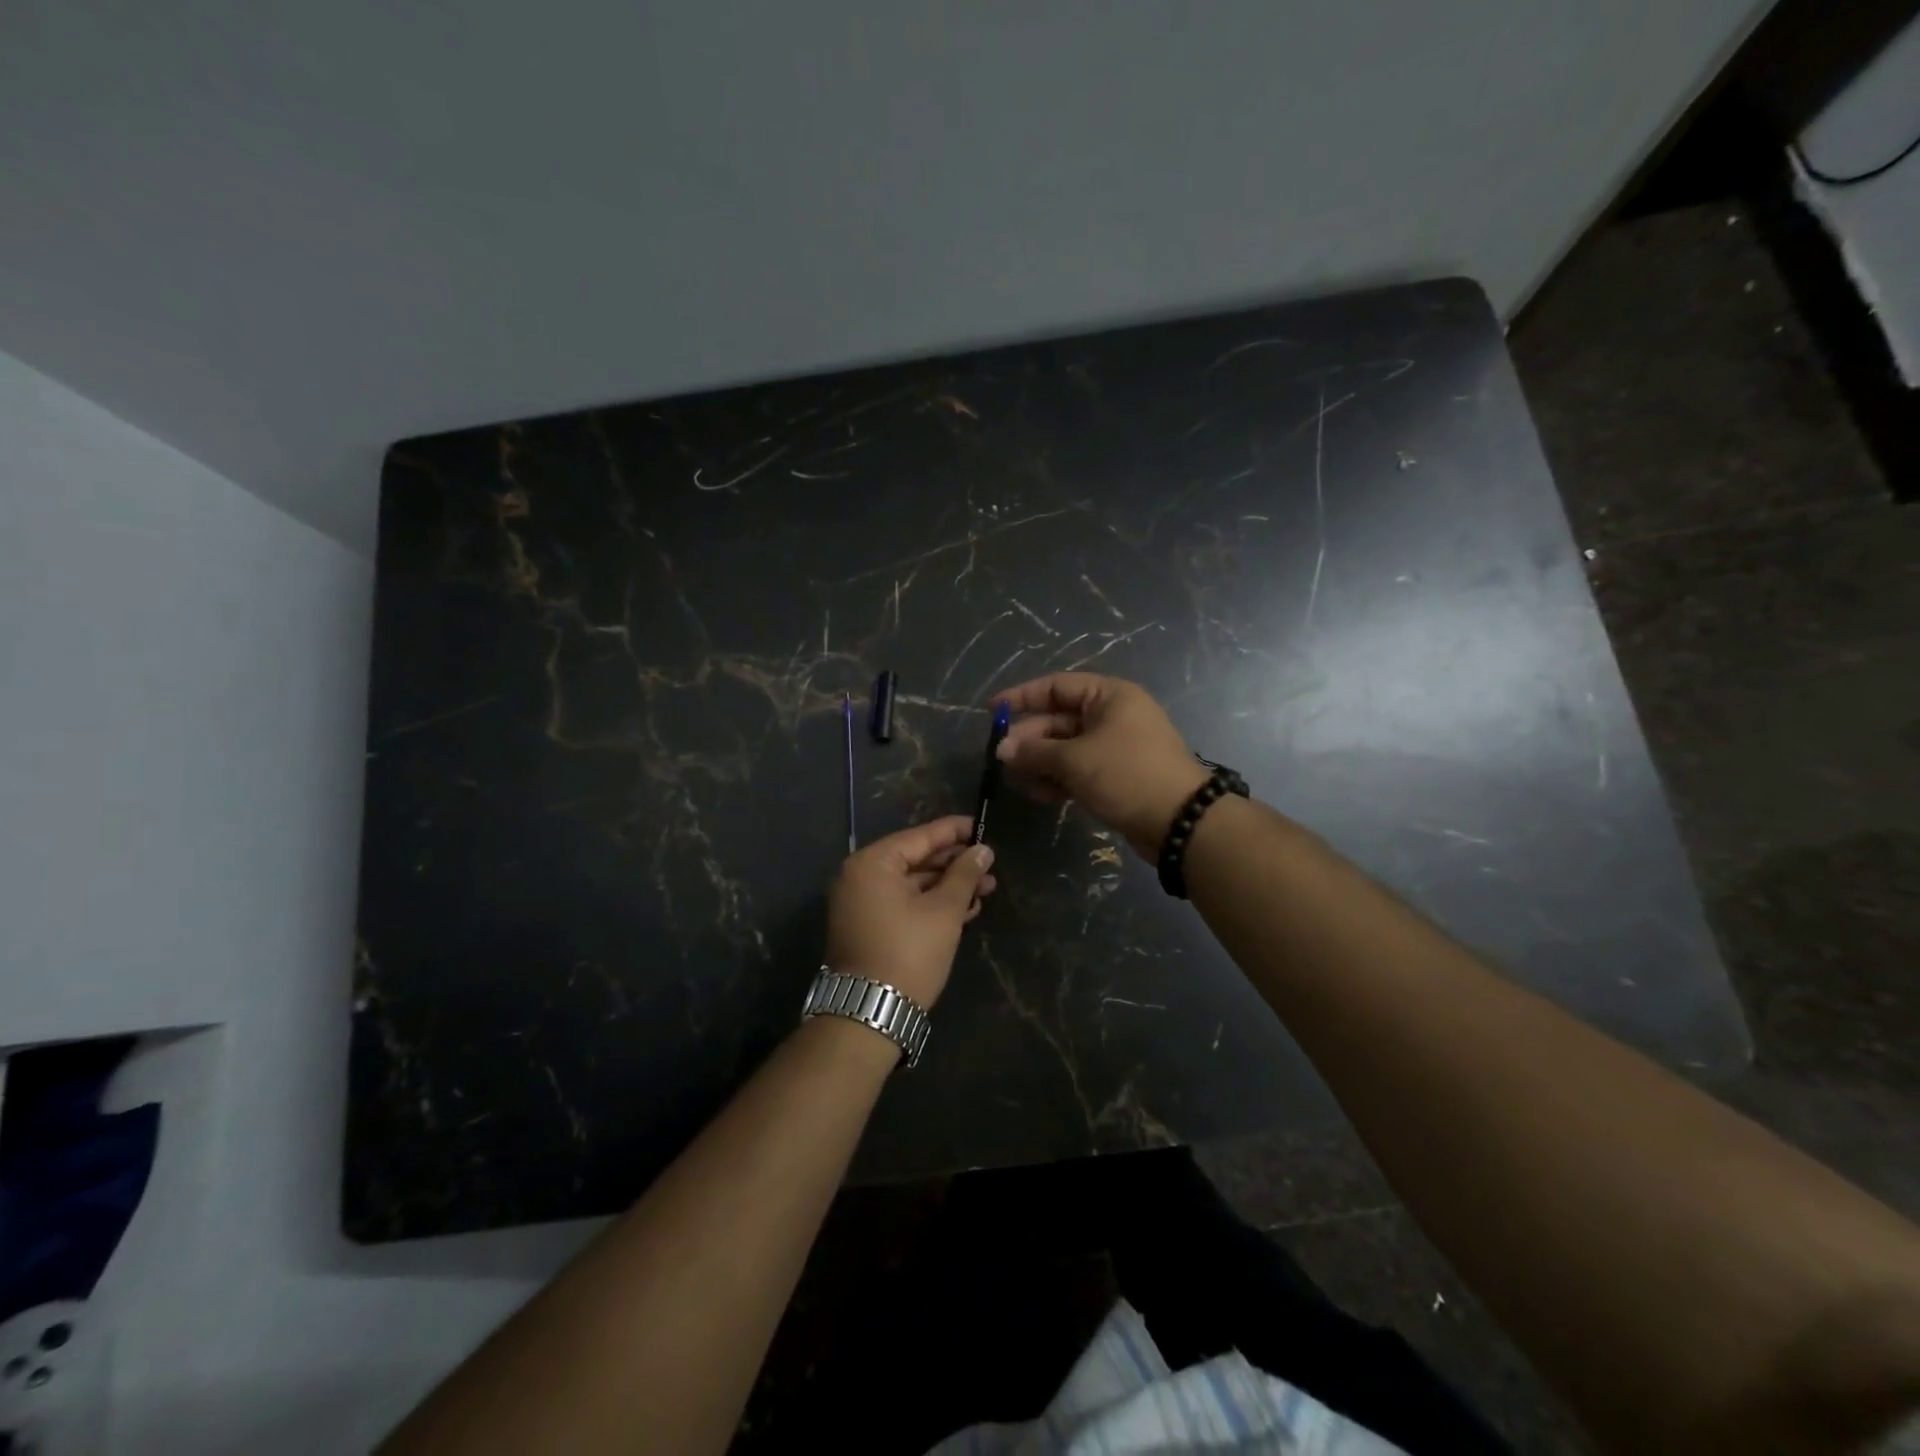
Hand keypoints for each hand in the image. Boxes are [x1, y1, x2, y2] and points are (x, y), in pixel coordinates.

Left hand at [825, 816, 996, 1008]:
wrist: (870, 1013)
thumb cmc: (909, 953)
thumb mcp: (943, 911)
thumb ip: (964, 875)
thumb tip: (983, 850)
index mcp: (872, 864)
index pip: (920, 837)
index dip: (954, 831)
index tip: (982, 826)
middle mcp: (860, 877)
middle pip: (916, 859)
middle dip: (955, 864)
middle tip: (990, 866)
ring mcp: (861, 904)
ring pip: (912, 884)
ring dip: (948, 887)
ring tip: (986, 890)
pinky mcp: (868, 927)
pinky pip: (903, 903)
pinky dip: (931, 904)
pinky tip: (964, 910)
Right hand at [992, 673, 1209, 860]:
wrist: (1180, 821)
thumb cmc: (1126, 775)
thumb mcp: (1074, 760)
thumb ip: (1035, 751)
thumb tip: (1002, 750)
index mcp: (1108, 696)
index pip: (1056, 686)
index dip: (1021, 697)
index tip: (992, 712)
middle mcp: (1112, 715)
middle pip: (1059, 719)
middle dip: (1029, 739)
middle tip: (1003, 760)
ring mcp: (1115, 746)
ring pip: (1066, 747)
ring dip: (1040, 763)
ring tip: (1018, 782)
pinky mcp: (1116, 775)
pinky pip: (1078, 768)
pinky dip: (1058, 778)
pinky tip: (1039, 794)